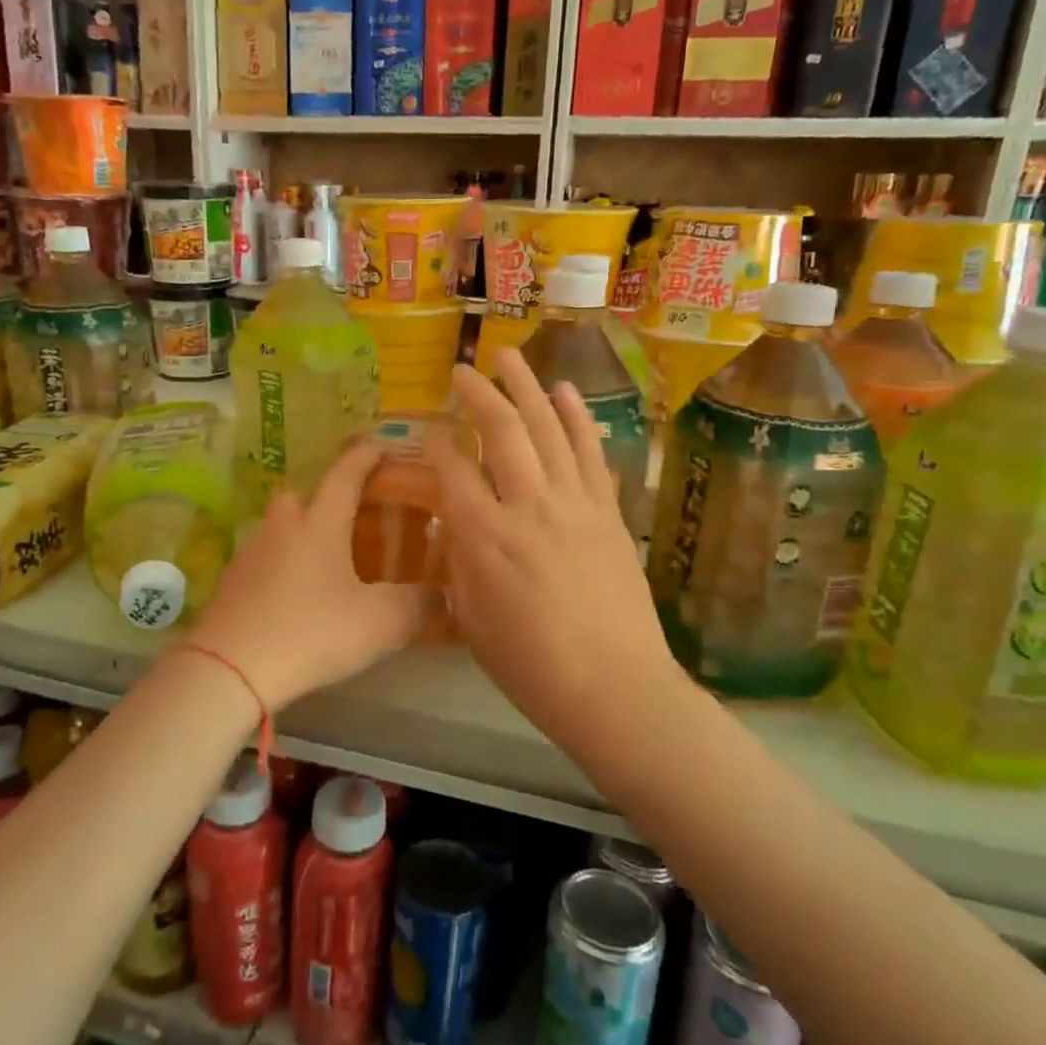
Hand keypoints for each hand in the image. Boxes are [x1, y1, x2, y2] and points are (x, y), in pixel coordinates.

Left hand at [185, 440, 430, 711]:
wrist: (230, 669)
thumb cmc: (312, 631)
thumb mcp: (380, 623)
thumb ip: (417, 604)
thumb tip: (443, 595)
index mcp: (320, 525)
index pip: (345, 476)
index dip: (365, 458)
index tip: (380, 446)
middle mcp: (282, 529)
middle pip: (298, 495)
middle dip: (321, 498)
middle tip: (345, 518)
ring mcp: (249, 556)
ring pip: (276, 529)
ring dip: (297, 535)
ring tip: (321, 563)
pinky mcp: (229, 586)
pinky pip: (260, 562)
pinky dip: (277, 568)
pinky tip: (291, 597)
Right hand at [427, 348, 685, 742]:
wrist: (614, 687)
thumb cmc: (531, 666)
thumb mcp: (471, 620)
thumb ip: (460, 563)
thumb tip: (459, 524)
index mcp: (484, 538)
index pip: (453, 470)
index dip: (437, 441)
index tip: (430, 427)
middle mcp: (528, 507)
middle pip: (502, 432)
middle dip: (479, 394)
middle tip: (462, 368)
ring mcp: (574, 504)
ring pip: (548, 429)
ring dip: (527, 387)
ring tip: (510, 357)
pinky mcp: (607, 512)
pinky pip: (590, 452)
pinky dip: (576, 417)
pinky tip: (565, 391)